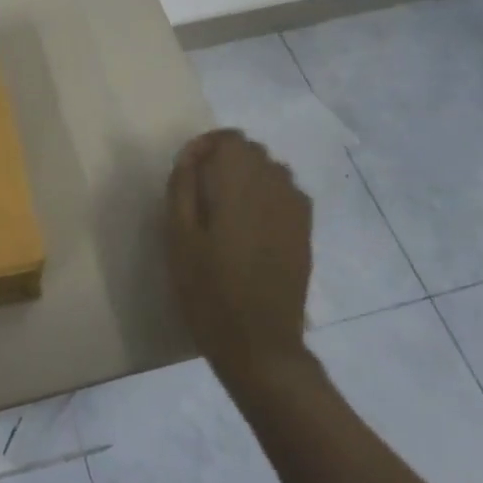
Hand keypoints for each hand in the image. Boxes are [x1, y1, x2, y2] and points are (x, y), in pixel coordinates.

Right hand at [166, 129, 314, 386]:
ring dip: (247, 176)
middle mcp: (274, 186)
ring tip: (224, 208)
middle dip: (225, 160)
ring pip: (271, 170)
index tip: (186, 172)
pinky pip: (286, 193)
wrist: (259, 344)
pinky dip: (266, 195)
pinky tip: (250, 225)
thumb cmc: (208, 289)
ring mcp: (295, 209)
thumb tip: (191, 157)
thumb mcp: (178, 237)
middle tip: (200, 192)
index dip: (205, 146)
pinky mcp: (305, 231)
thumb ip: (182, 187)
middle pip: (252, 151)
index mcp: (240, 184)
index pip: (230, 139)